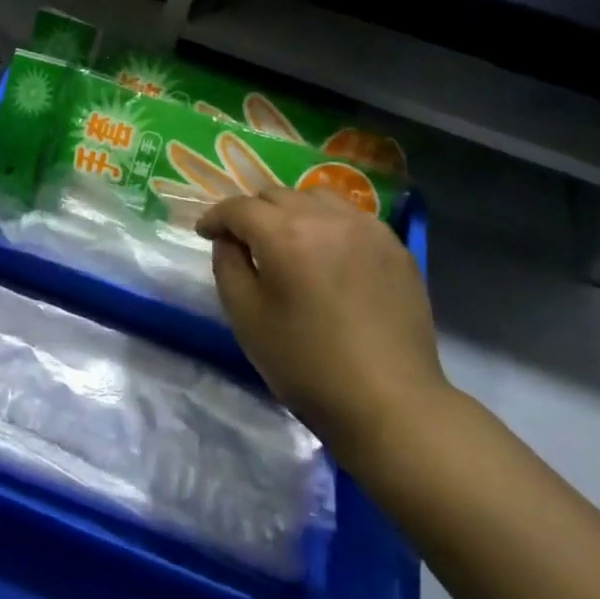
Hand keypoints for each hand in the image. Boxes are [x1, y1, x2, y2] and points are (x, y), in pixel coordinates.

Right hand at [196, 188, 446, 469]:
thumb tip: (229, 240)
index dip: (215, 217)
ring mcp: (366, 228)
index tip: (205, 233)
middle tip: (244, 241)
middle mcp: (326, 217)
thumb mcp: (246, 317)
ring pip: (316, 197)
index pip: (239, 207)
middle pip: (276, 195)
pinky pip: (350, 217)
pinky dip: (328, 224)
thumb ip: (227, 265)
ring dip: (292, 211)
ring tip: (288, 241)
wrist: (390, 403)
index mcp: (284, 233)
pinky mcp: (394, 246)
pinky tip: (328, 254)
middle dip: (252, 213)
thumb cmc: (306, 364)